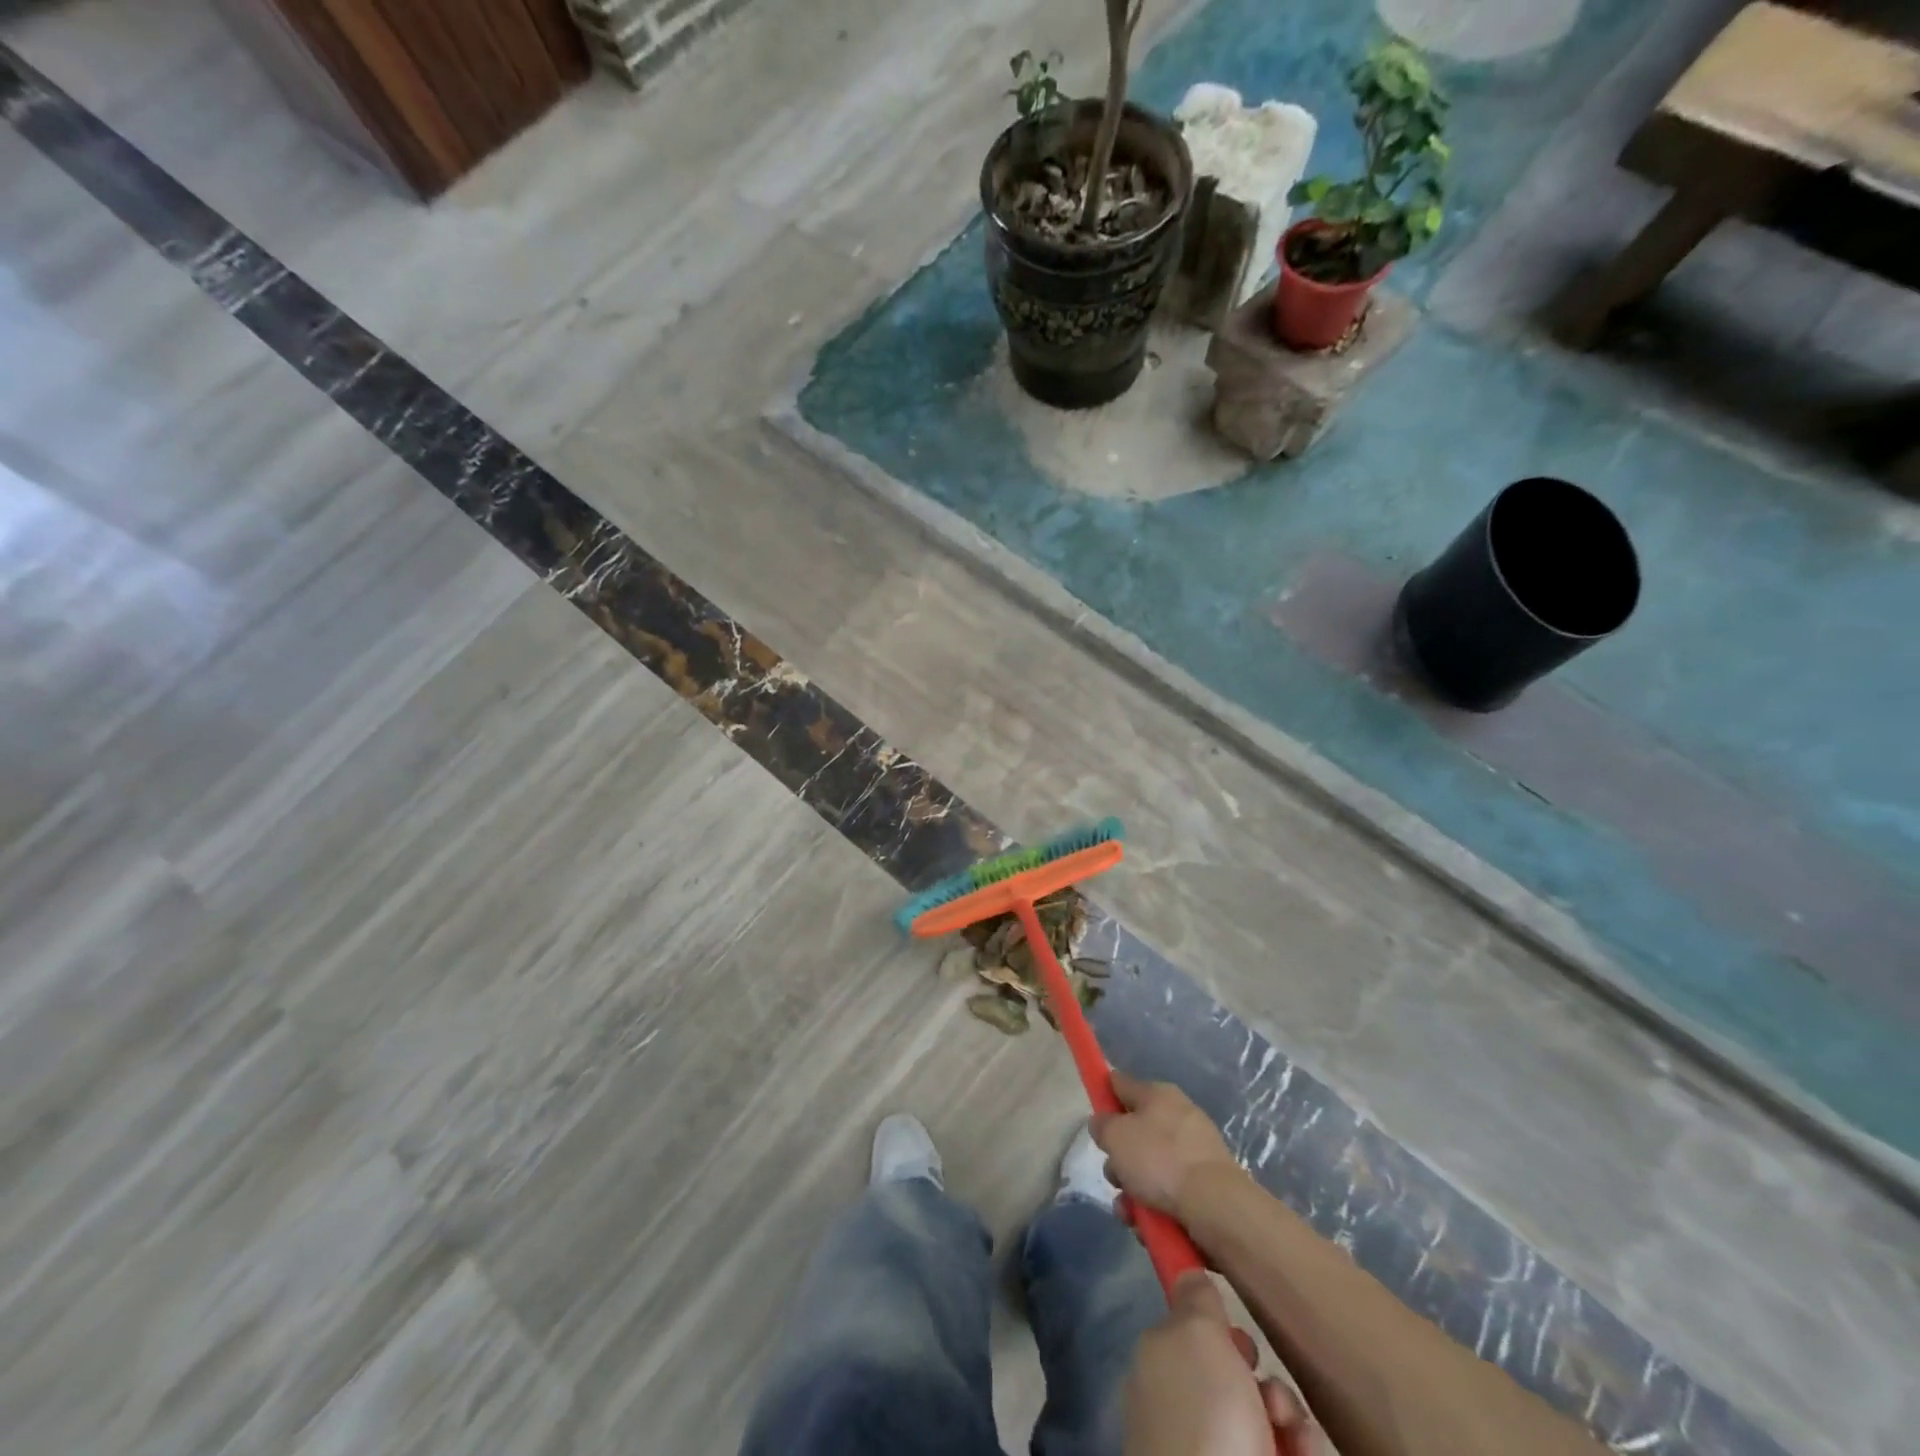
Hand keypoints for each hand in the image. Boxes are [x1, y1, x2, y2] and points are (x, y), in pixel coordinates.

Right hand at [1093, 1072, 1242, 1218]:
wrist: (1216, 1207)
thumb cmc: (1159, 1160)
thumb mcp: (1116, 1136)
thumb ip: (1102, 1125)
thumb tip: (1104, 1123)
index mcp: (1158, 1094)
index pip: (1121, 1084)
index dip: (1104, 1094)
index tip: (1093, 1115)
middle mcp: (1179, 1116)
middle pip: (1136, 1133)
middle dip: (1120, 1159)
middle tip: (1115, 1176)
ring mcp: (1196, 1151)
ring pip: (1151, 1167)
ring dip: (1134, 1190)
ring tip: (1130, 1213)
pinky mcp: (1206, 1184)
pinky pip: (1170, 1191)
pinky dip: (1156, 1207)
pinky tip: (1149, 1228)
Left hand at [1125, 1272, 1308, 1455]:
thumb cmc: (1205, 1419)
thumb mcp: (1194, 1335)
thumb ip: (1195, 1299)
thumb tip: (1189, 1275)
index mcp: (1161, 1367)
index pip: (1191, 1332)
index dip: (1221, 1331)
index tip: (1241, 1340)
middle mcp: (1186, 1410)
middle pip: (1237, 1376)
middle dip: (1267, 1381)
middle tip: (1272, 1397)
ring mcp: (1219, 1452)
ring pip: (1269, 1418)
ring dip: (1290, 1419)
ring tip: (1293, 1435)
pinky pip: (1287, 1453)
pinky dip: (1301, 1452)